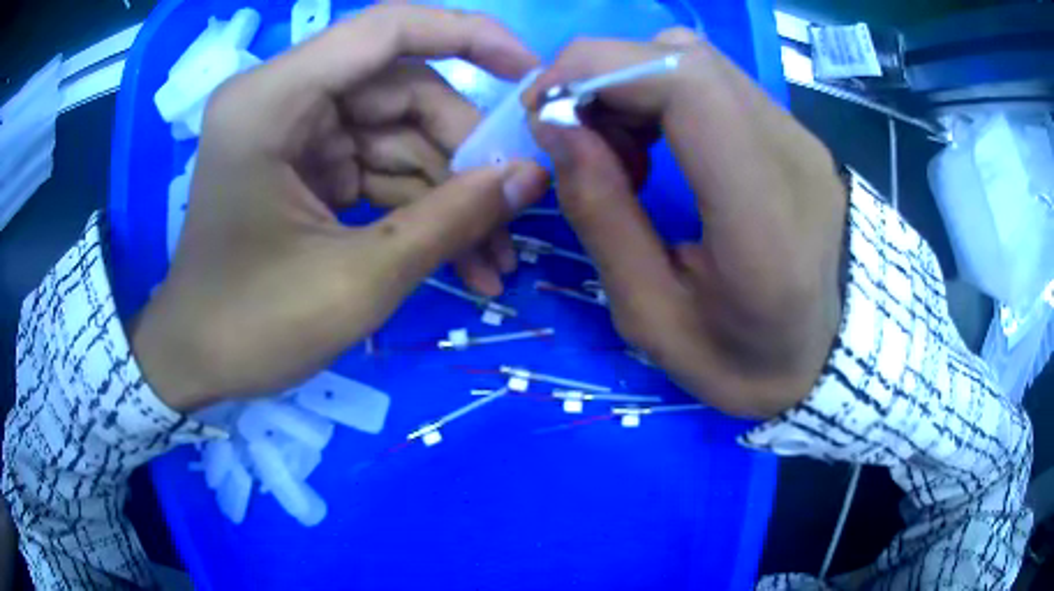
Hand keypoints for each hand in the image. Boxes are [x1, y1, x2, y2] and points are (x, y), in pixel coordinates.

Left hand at [132, 6, 548, 411]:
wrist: (194, 363)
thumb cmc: (251, 328)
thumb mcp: (357, 281)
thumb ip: (449, 220)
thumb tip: (533, 176)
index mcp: (273, 101)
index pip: (387, 29)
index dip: (469, 35)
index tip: (530, 74)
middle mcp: (282, 98)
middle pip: (402, 91)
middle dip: (463, 152)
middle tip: (511, 213)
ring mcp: (293, 132)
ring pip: (398, 135)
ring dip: (448, 192)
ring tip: (492, 259)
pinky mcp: (303, 165)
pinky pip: (378, 167)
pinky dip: (418, 208)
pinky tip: (458, 257)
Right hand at [525, 29, 845, 418]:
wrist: (820, 360)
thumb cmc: (739, 360)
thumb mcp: (651, 318)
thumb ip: (601, 215)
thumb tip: (555, 126)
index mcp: (763, 219)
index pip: (687, 85)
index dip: (598, 70)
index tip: (543, 109)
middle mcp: (793, 155)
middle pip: (685, 58)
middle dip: (602, 76)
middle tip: (570, 135)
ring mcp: (800, 137)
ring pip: (696, 61)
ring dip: (631, 87)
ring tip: (617, 153)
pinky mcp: (794, 133)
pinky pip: (714, 82)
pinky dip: (661, 96)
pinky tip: (654, 148)